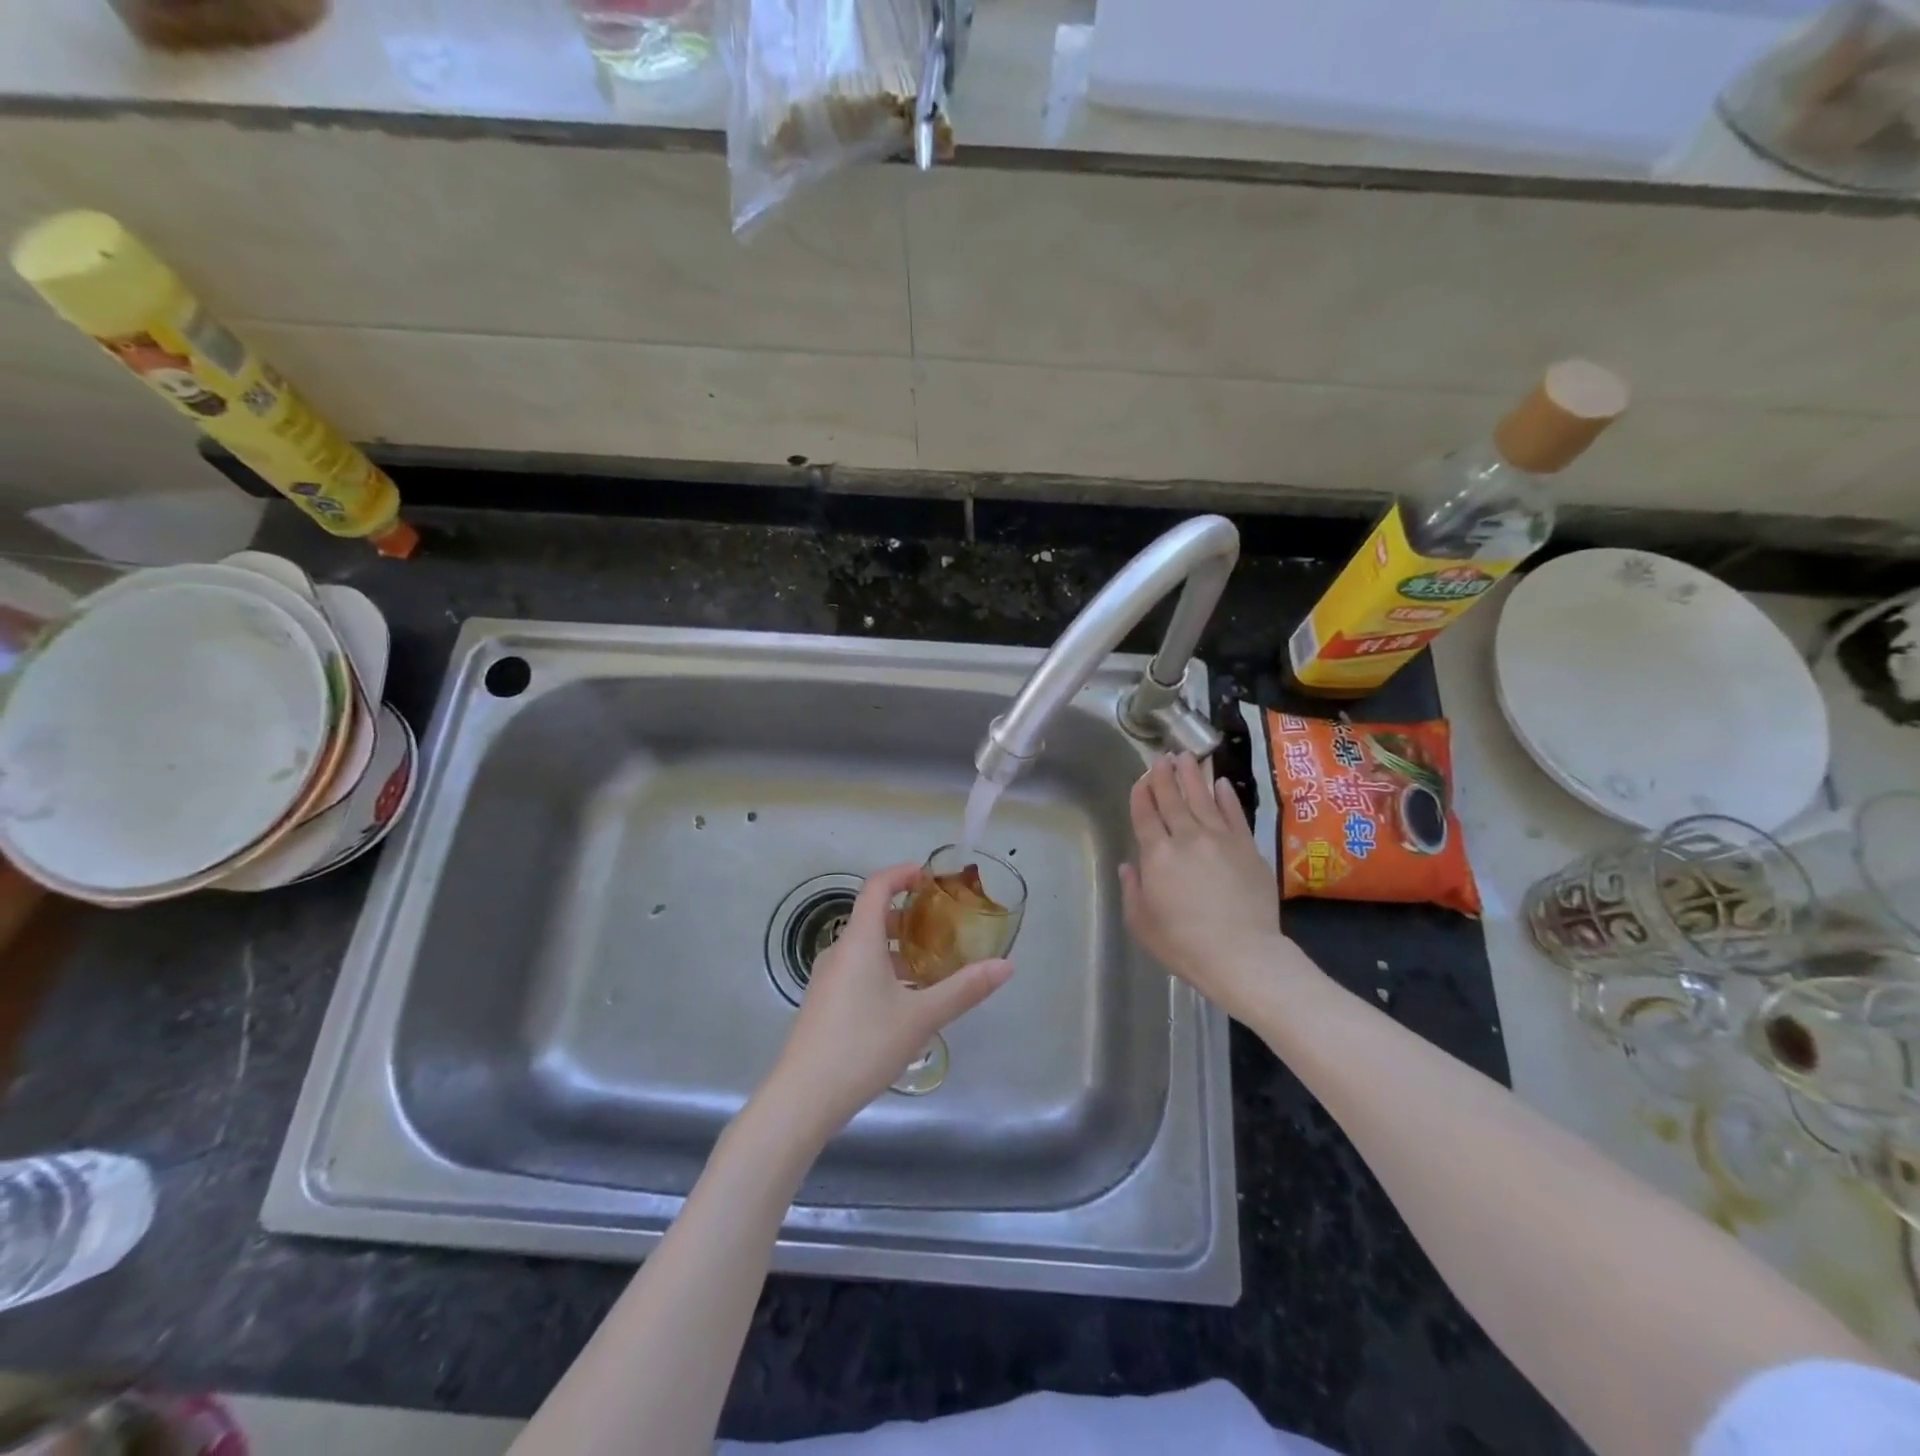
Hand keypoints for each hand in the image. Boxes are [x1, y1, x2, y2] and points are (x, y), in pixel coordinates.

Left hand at [764, 862, 1013, 1137]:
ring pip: (864, 947)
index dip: (902, 873)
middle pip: (871, 916)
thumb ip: (964, 989)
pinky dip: (881, 969)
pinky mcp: (822, 1003)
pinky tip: (902, 1002)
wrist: (803, 1098)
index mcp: (859, 942)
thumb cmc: (864, 1045)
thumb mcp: (921, 1017)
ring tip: (929, 967)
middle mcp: (838, 951)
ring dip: (895, 947)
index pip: (876, 886)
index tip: (929, 876)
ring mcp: (826, 978)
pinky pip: (855, 970)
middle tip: (940, 926)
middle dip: (906, 915)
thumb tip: (1007, 965)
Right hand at [1120, 753, 1300, 1022]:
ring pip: (1203, 799)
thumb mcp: (1142, 923)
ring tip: (1186, 757)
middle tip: (1162, 757)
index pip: (1145, 815)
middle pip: (1173, 799)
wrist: (1241, 954)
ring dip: (1193, 776)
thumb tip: (1129, 866)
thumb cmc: (1183, 944)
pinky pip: (1234, 814)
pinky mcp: (1247, 847)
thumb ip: (1133, 890)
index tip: (1141, 778)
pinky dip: (1227, 797)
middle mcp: (1186, 838)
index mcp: (1157, 855)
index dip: (1141, 794)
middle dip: (1165, 776)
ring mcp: (1220, 839)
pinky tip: (1222, 784)